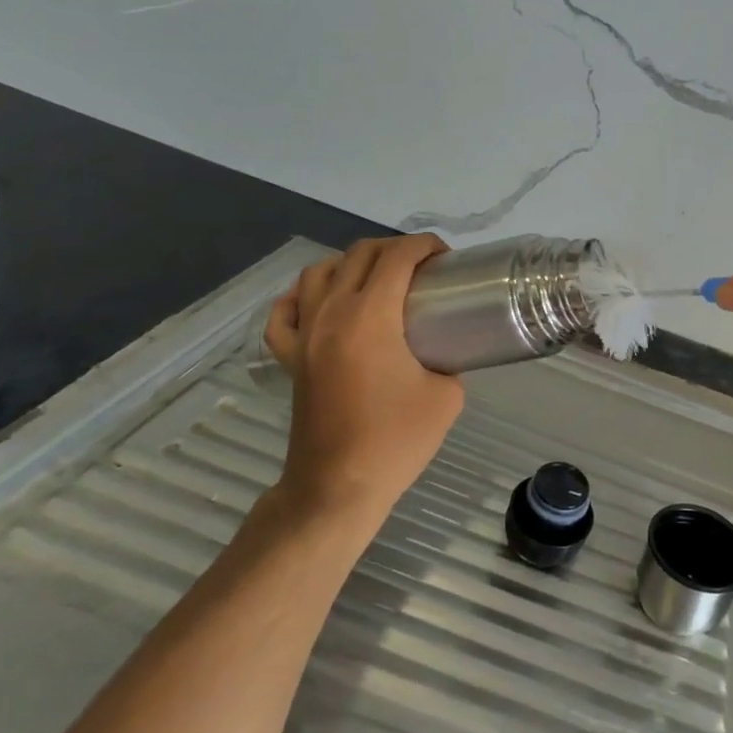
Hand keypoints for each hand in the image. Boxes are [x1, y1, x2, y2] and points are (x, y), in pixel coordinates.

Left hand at [262, 236, 463, 529]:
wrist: (338, 487)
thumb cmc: (396, 440)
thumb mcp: (447, 396)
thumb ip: (448, 362)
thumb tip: (442, 352)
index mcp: (371, 316)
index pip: (397, 257)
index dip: (425, 245)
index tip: (445, 258)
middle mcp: (332, 313)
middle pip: (359, 254)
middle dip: (394, 248)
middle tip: (421, 268)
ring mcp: (305, 335)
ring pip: (317, 272)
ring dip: (350, 264)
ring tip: (375, 279)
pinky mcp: (289, 359)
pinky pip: (283, 314)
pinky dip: (300, 298)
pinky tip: (318, 303)